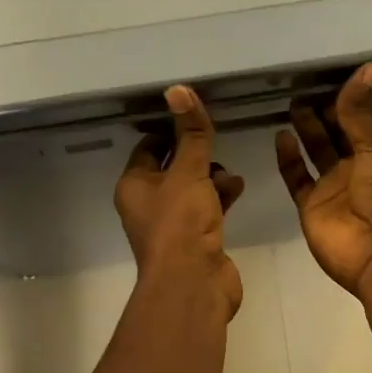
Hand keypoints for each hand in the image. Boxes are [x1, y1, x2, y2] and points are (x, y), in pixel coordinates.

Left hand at [116, 85, 245, 317]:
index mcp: (133, 186)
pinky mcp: (194, 241)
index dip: (169, 130)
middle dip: (195, 156)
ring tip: (230, 172)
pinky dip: (220, 198)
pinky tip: (238, 188)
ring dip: (211, 177)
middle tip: (215, 144)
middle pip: (171, 169)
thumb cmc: (181, 223)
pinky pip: (206, 209)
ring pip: (191, 190)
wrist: (193, 283)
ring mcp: (171, 225)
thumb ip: (190, 133)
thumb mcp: (188, 171)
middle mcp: (147, 205)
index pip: (148, 148)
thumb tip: (178, 89)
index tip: (193, 117)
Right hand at [276, 62, 371, 298]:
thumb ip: (363, 110)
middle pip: (341, 131)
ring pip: (318, 150)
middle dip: (327, 108)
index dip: (354, 95)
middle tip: (304, 81)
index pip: (369, 115)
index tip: (334, 69)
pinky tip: (281, 136)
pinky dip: (289, 158)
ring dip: (308, 128)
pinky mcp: (313, 205)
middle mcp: (363, 165)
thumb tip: (369, 66)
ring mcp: (336, 186)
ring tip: (292, 101)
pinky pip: (297, 177)